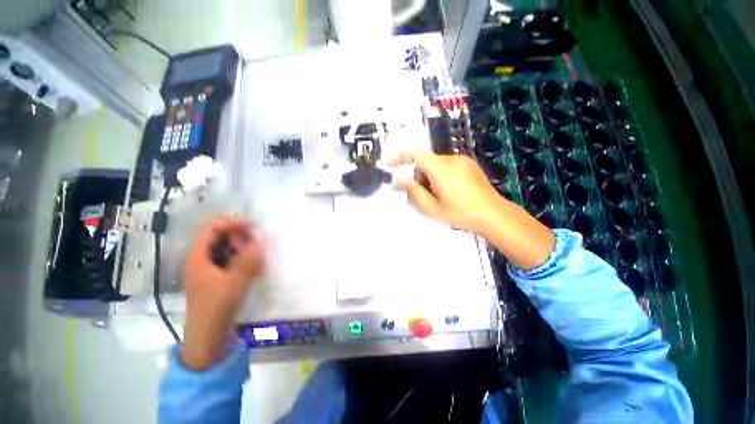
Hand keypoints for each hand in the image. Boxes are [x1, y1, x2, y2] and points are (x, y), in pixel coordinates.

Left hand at [181, 217, 265, 370]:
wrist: (207, 339)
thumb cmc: (216, 310)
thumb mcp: (234, 284)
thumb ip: (248, 261)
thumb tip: (261, 241)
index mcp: (198, 258)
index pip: (212, 228)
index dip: (232, 222)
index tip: (253, 225)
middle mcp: (201, 260)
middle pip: (219, 237)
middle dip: (240, 237)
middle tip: (256, 246)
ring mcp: (208, 269)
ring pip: (226, 249)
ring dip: (243, 249)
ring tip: (257, 259)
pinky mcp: (216, 278)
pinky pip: (231, 261)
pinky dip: (243, 260)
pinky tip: (254, 269)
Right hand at [390, 150, 553, 268]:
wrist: (493, 214)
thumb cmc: (460, 213)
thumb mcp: (431, 208)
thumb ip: (414, 191)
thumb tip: (401, 178)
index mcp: (440, 168)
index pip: (416, 154)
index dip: (400, 157)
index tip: (391, 165)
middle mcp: (451, 159)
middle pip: (426, 161)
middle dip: (419, 175)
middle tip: (423, 195)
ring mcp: (463, 160)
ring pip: (436, 164)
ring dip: (430, 176)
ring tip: (439, 195)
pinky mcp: (470, 164)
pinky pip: (448, 165)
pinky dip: (441, 175)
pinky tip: (450, 191)